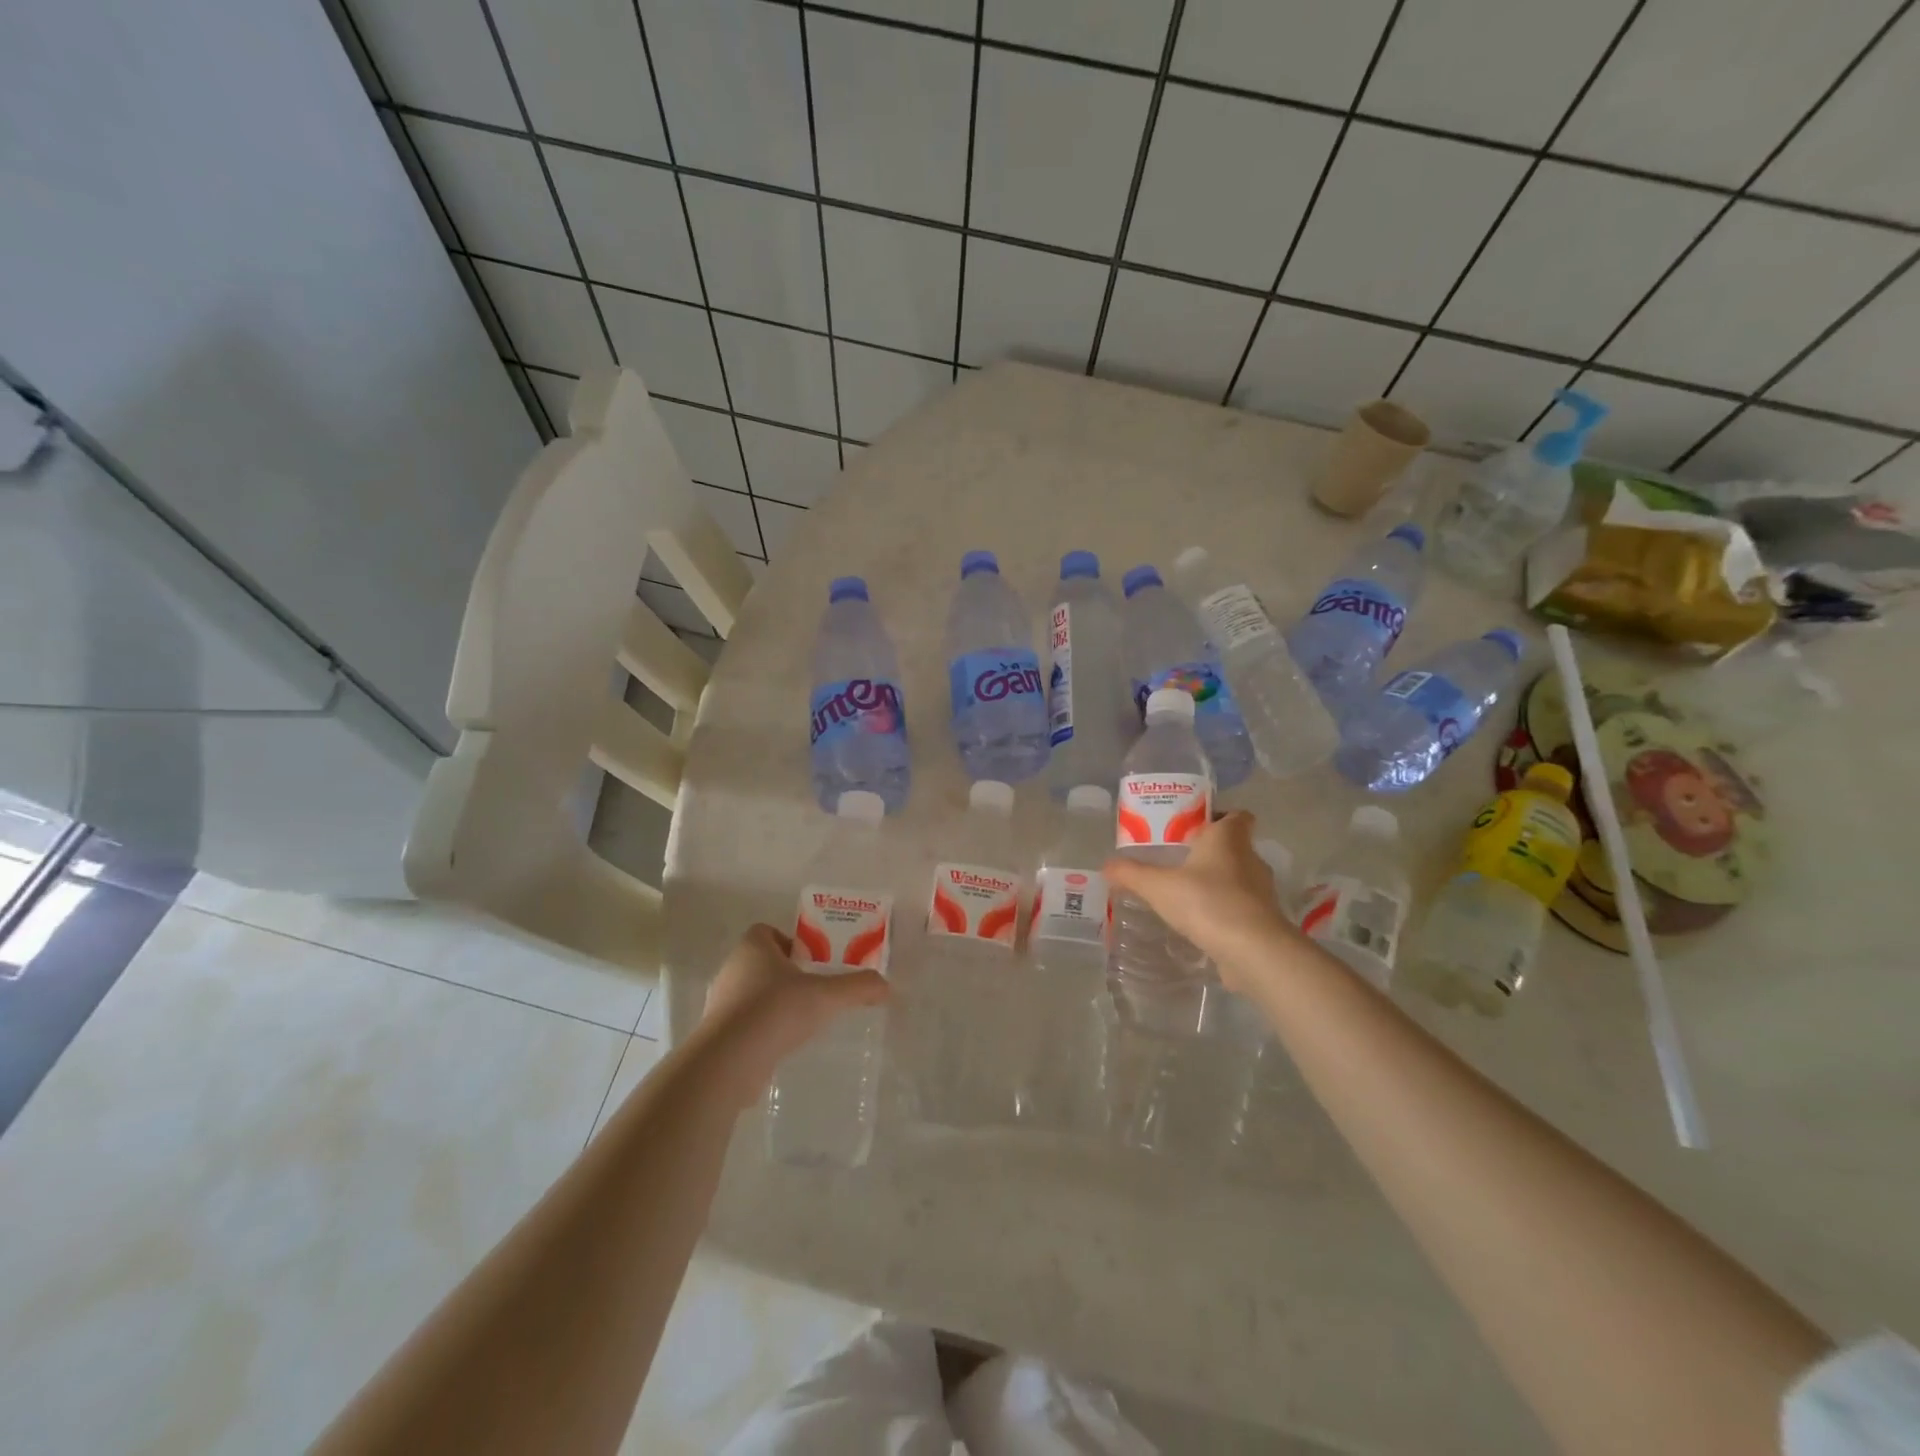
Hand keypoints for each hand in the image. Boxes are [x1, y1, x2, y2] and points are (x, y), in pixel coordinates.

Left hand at [697, 924, 888, 1098]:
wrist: (728, 1062)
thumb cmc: (775, 1011)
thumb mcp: (825, 996)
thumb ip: (857, 987)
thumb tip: (886, 986)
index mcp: (752, 947)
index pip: (767, 932)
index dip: (791, 942)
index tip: (813, 961)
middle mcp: (732, 969)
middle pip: (762, 962)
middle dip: (787, 974)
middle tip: (815, 989)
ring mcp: (721, 1003)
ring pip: (752, 994)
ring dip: (774, 1003)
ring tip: (801, 1020)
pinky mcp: (717, 1034)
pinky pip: (744, 1023)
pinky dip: (762, 1030)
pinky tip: (782, 1044)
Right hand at [1103, 811, 1293, 991]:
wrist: (1254, 951)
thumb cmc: (1207, 902)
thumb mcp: (1158, 886)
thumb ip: (1131, 874)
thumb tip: (1106, 865)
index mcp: (1228, 838)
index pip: (1236, 816)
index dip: (1219, 817)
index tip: (1194, 828)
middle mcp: (1250, 858)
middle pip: (1234, 846)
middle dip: (1209, 852)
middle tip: (1178, 861)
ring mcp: (1261, 891)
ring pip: (1238, 878)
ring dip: (1217, 883)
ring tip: (1185, 893)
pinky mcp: (1264, 920)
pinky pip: (1241, 907)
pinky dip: (1224, 910)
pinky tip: (1201, 922)